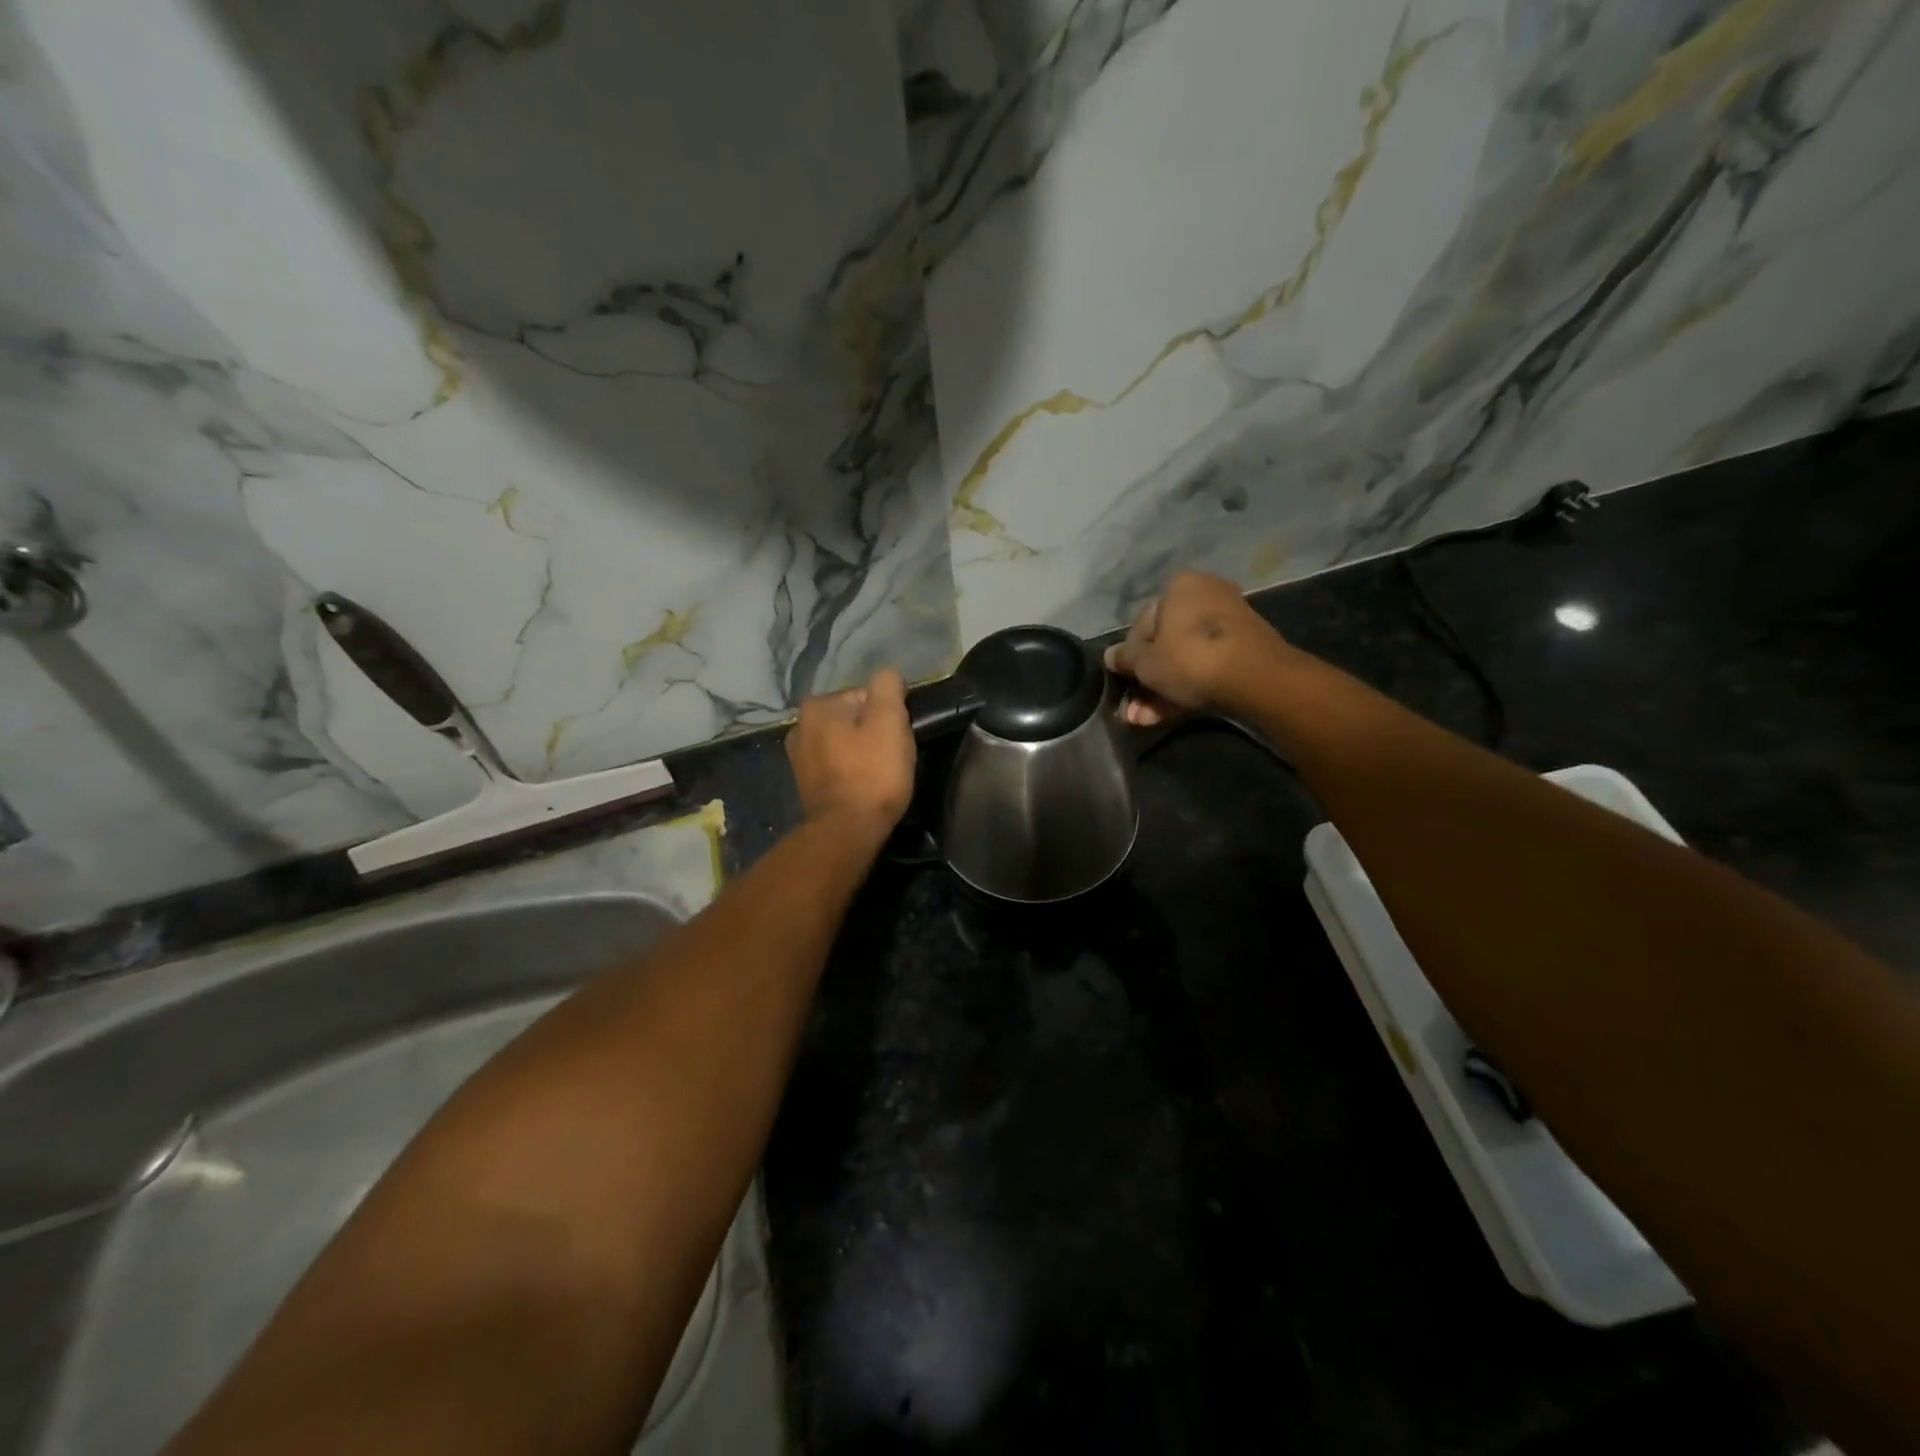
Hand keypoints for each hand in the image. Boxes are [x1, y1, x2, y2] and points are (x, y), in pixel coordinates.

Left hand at [786, 669, 915, 836]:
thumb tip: (889, 676)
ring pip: (846, 743)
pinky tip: (864, 786)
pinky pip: (838, 765)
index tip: (898, 738)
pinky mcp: (806, 783)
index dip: (889, 715)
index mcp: (817, 706)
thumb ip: (888, 686)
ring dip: (864, 753)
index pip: (866, 696)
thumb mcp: (889, 720)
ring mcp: (799, 758)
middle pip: (855, 719)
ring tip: (880, 774)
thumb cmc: (872, 773)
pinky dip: (852, 771)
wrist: (847, 831)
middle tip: (892, 757)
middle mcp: (799, 726)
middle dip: (875, 733)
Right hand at [1104, 571, 1292, 725]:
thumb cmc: (1191, 659)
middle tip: (1131, 711)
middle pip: (1164, 644)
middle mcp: (1205, 595)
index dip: (1129, 656)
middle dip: (1145, 681)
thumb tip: (1109, 656)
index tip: (1123, 681)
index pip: (1142, 623)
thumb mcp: (1145, 662)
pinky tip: (1165, 716)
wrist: (1257, 679)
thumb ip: (1124, 659)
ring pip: (1184, 659)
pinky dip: (1186, 688)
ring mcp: (1228, 623)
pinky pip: (1205, 667)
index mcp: (1179, 587)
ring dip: (1160, 691)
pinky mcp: (1244, 649)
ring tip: (1143, 721)